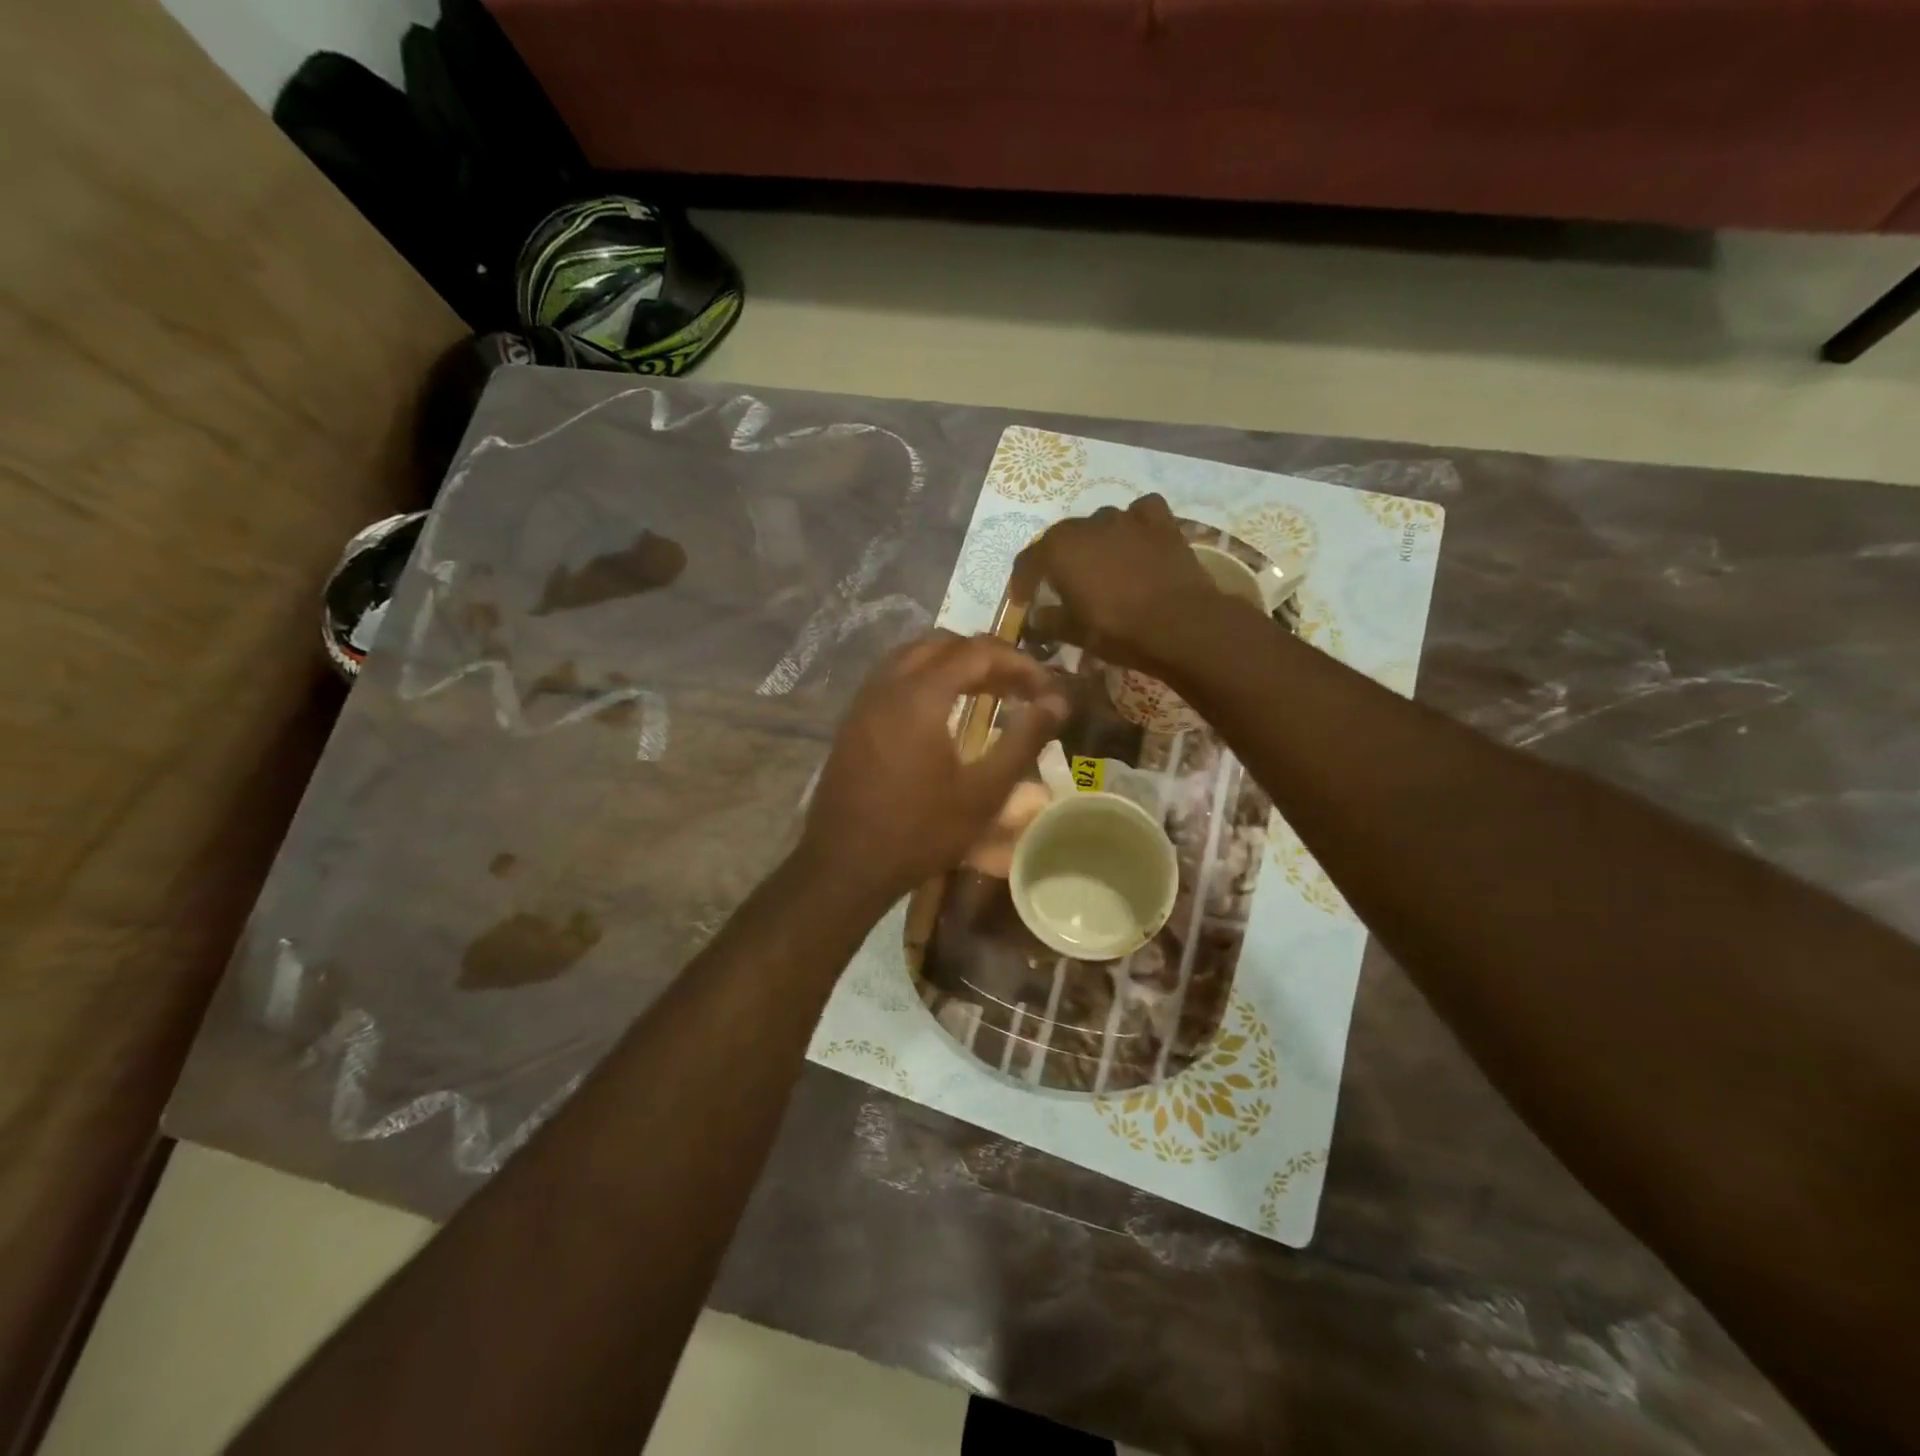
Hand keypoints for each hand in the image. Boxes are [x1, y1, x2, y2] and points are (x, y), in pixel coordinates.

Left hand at [797, 632, 1070, 907]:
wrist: (844, 865)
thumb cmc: (920, 832)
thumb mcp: (983, 793)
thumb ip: (1023, 740)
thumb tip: (1058, 701)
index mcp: (920, 695)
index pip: (976, 651)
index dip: (1017, 662)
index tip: (1045, 687)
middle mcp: (888, 684)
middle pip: (943, 643)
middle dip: (985, 656)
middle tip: (1018, 685)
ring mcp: (864, 700)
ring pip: (913, 655)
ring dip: (953, 662)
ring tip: (985, 691)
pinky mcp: (853, 719)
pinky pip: (893, 675)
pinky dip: (925, 676)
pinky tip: (943, 710)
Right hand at [1018, 494, 1239, 672]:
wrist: (1180, 624)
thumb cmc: (1117, 629)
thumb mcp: (1074, 633)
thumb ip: (1047, 621)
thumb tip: (1034, 618)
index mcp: (1059, 549)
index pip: (1029, 561)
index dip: (1022, 581)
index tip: (1023, 600)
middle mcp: (1088, 523)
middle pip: (1063, 538)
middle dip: (1058, 560)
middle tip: (1063, 584)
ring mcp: (1126, 517)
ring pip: (1101, 523)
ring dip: (1096, 541)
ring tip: (1102, 565)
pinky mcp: (1160, 521)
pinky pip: (1141, 512)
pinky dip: (1135, 523)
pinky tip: (1137, 539)